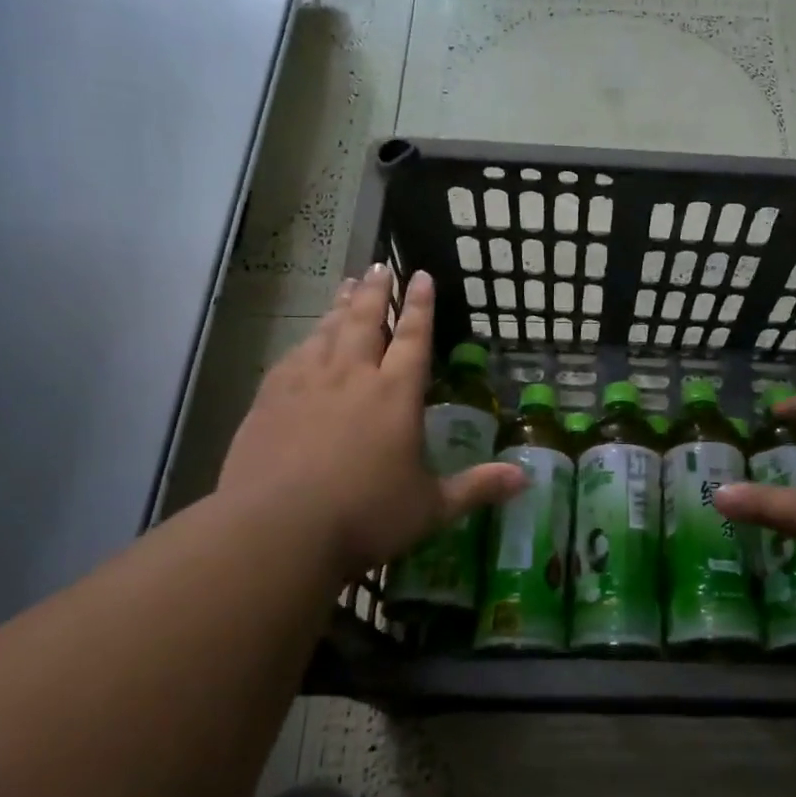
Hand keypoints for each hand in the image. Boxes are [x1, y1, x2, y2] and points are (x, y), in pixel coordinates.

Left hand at [216, 265, 523, 572]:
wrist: (277, 530)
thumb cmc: (365, 517)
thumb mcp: (431, 508)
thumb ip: (477, 487)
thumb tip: (525, 479)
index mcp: (395, 395)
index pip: (413, 338)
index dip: (420, 305)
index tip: (421, 275)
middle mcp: (352, 377)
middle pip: (366, 321)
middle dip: (376, 291)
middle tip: (379, 265)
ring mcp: (306, 385)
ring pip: (327, 332)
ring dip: (340, 306)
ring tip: (346, 284)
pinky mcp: (270, 400)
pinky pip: (292, 357)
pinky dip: (305, 341)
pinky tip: (305, 339)